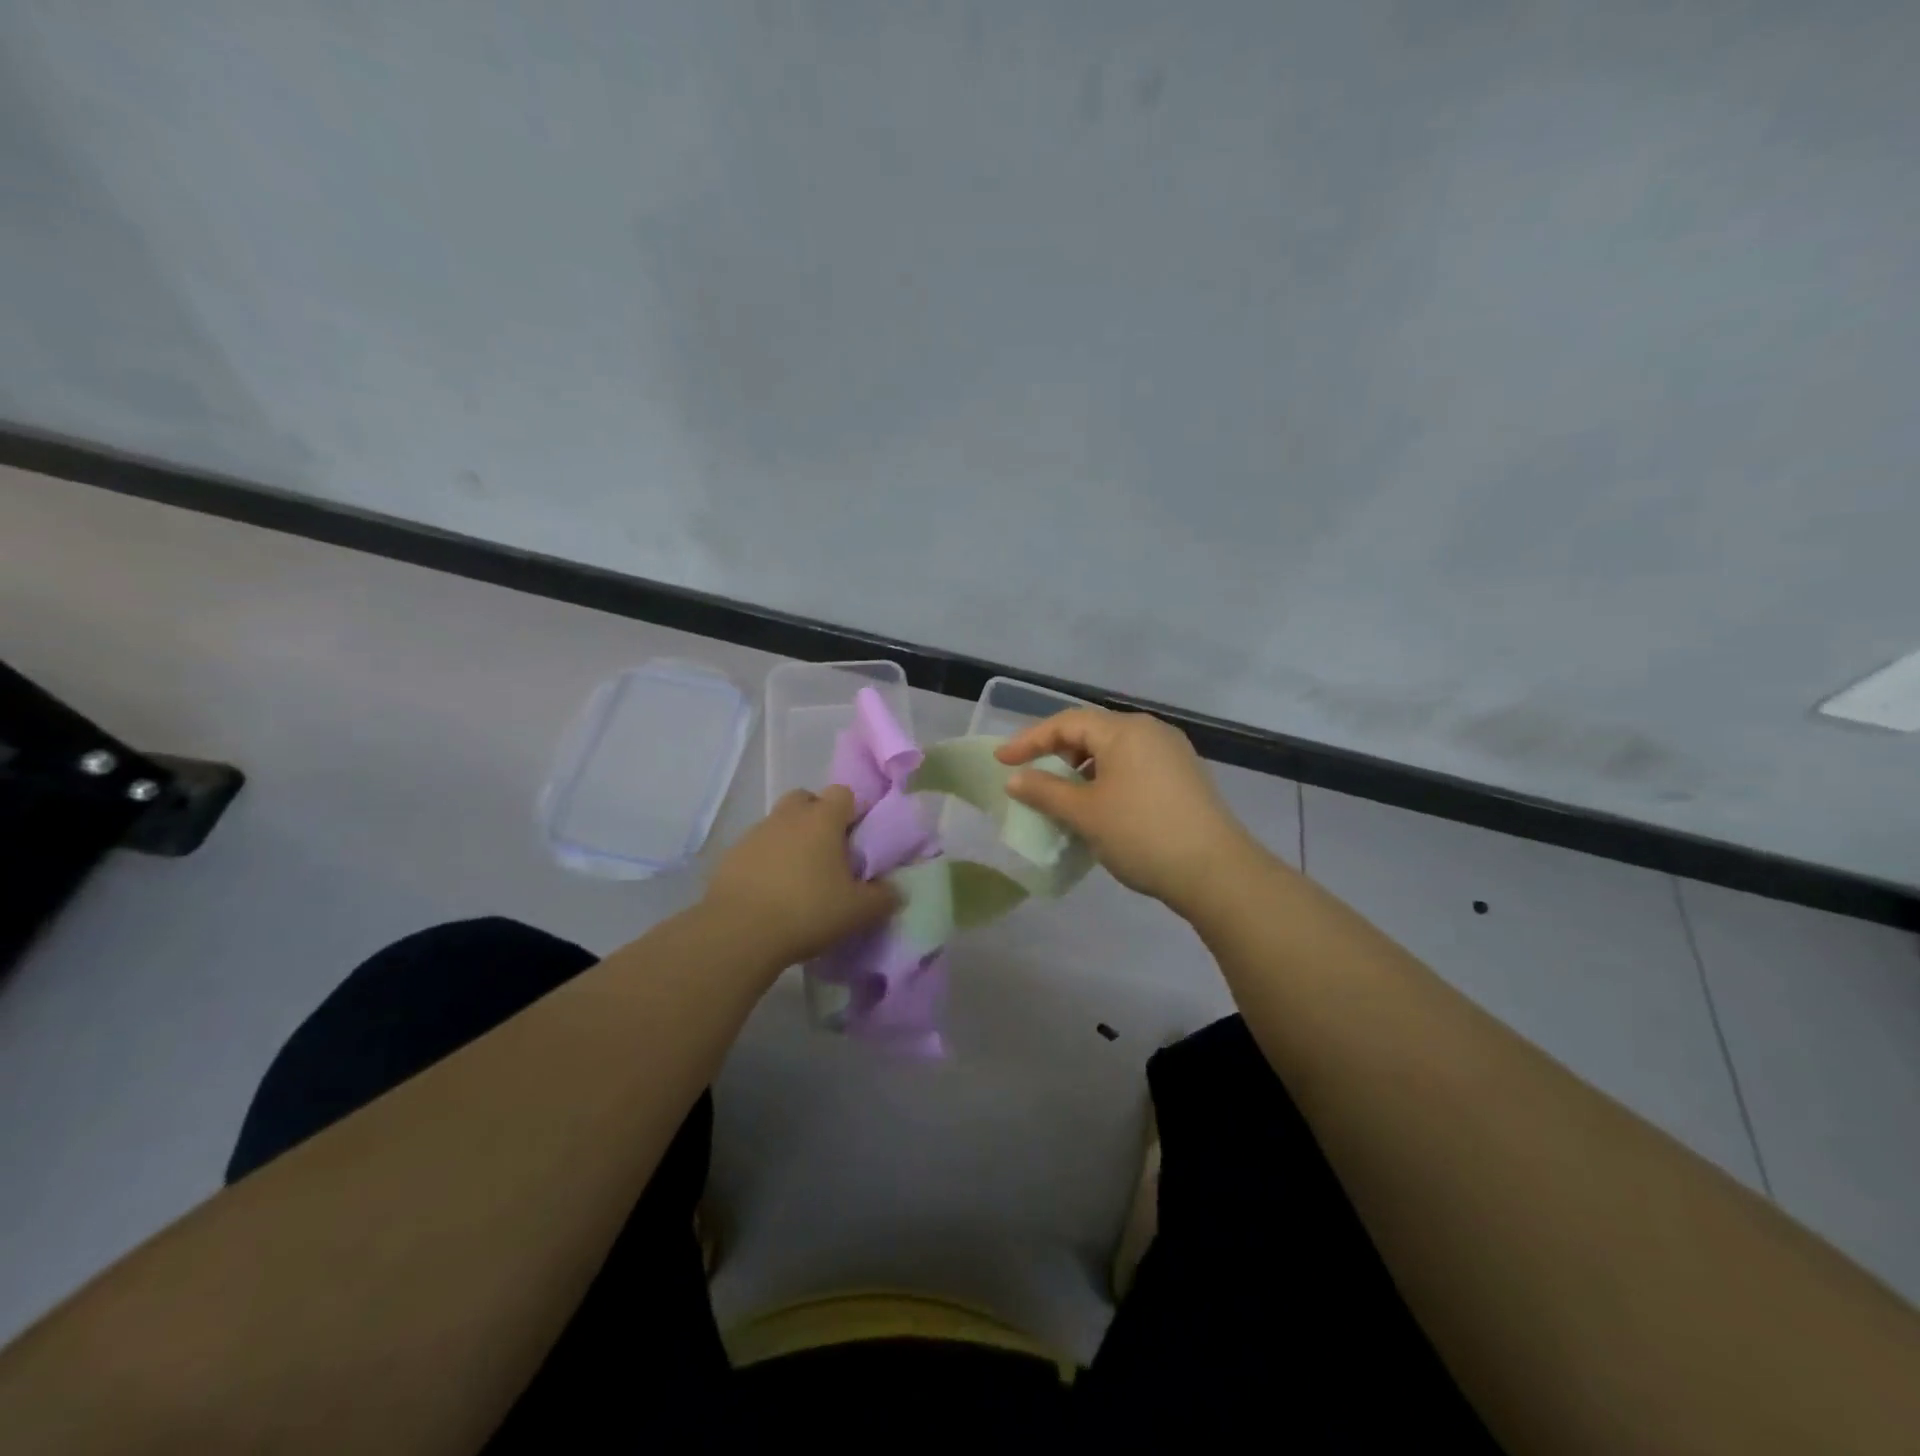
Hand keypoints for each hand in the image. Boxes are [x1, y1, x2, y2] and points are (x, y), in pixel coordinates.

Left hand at [703, 786, 897, 964]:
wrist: (738, 933)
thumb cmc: (807, 911)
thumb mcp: (858, 911)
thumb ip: (883, 897)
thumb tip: (895, 891)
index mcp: (822, 819)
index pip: (843, 793)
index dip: (852, 811)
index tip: (856, 839)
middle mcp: (787, 817)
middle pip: (805, 799)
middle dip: (817, 817)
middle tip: (827, 852)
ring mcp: (754, 834)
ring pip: (779, 824)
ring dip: (790, 840)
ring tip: (799, 878)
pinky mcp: (730, 857)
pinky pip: (756, 849)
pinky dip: (766, 861)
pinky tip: (772, 892)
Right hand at [996, 708, 1256, 914]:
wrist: (1216, 871)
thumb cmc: (1142, 834)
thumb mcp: (1085, 813)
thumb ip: (1045, 791)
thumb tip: (1015, 779)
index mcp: (1124, 730)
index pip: (1066, 722)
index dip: (1030, 740)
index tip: (1002, 761)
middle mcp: (1150, 731)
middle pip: (1092, 731)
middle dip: (1057, 752)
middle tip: (1031, 776)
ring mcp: (1172, 753)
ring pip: (1114, 750)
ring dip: (1083, 768)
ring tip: (1064, 795)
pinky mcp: (1184, 776)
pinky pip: (1134, 766)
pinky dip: (1108, 778)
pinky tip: (1101, 806)